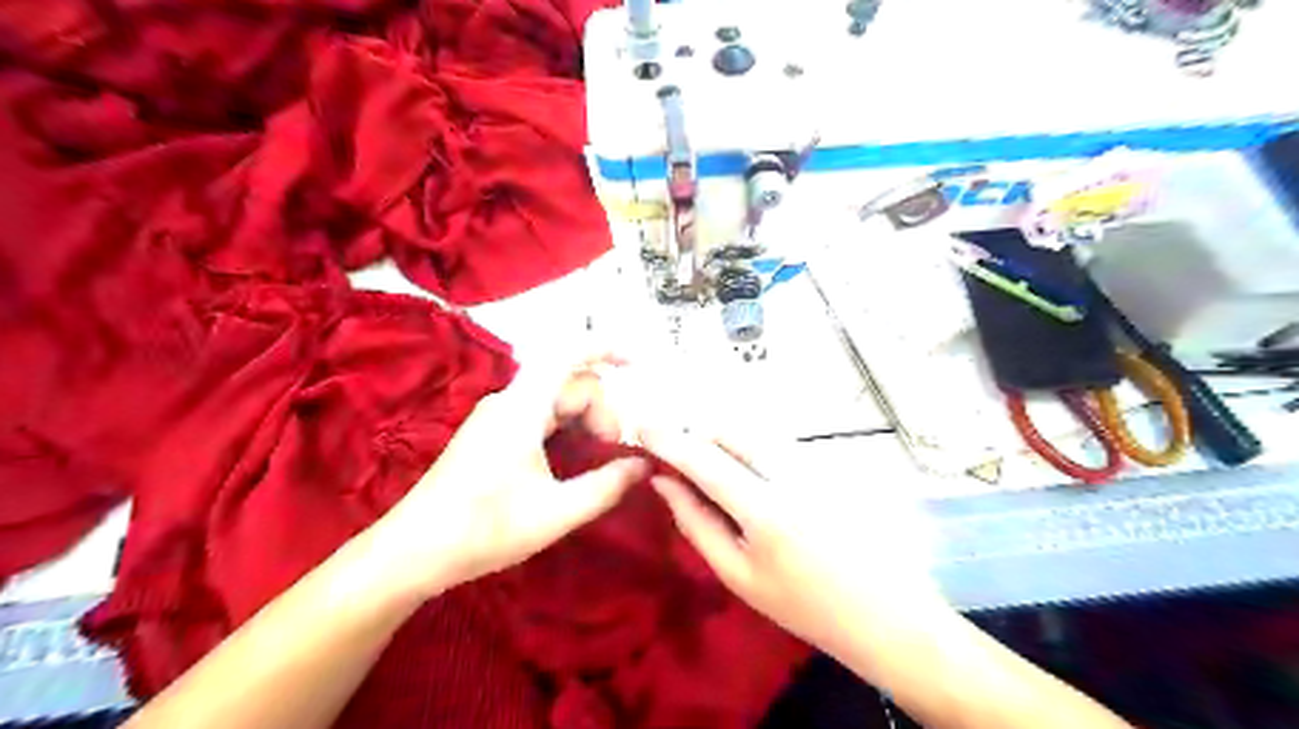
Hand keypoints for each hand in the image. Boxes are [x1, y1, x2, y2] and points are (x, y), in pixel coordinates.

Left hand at [366, 349, 645, 596]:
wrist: (413, 552)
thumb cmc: (484, 531)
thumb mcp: (556, 513)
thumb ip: (606, 486)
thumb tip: (643, 463)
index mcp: (522, 409)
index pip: (568, 356)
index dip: (606, 349)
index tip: (638, 365)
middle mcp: (509, 401)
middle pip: (569, 384)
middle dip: (601, 411)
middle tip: (613, 456)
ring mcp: (497, 416)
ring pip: (556, 400)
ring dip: (584, 422)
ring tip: (596, 462)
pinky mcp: (491, 433)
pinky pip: (539, 415)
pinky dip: (566, 429)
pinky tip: (571, 461)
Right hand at [645, 426, 949, 672]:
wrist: (886, 613)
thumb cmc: (804, 605)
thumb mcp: (739, 575)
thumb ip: (696, 523)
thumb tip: (663, 482)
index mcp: (764, 508)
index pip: (705, 458)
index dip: (669, 440)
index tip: (642, 428)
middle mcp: (791, 473)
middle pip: (731, 430)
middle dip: (698, 437)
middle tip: (682, 462)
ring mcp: (816, 464)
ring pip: (755, 433)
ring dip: (725, 442)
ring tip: (716, 475)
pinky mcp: (831, 463)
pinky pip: (778, 443)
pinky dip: (752, 450)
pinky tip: (756, 481)